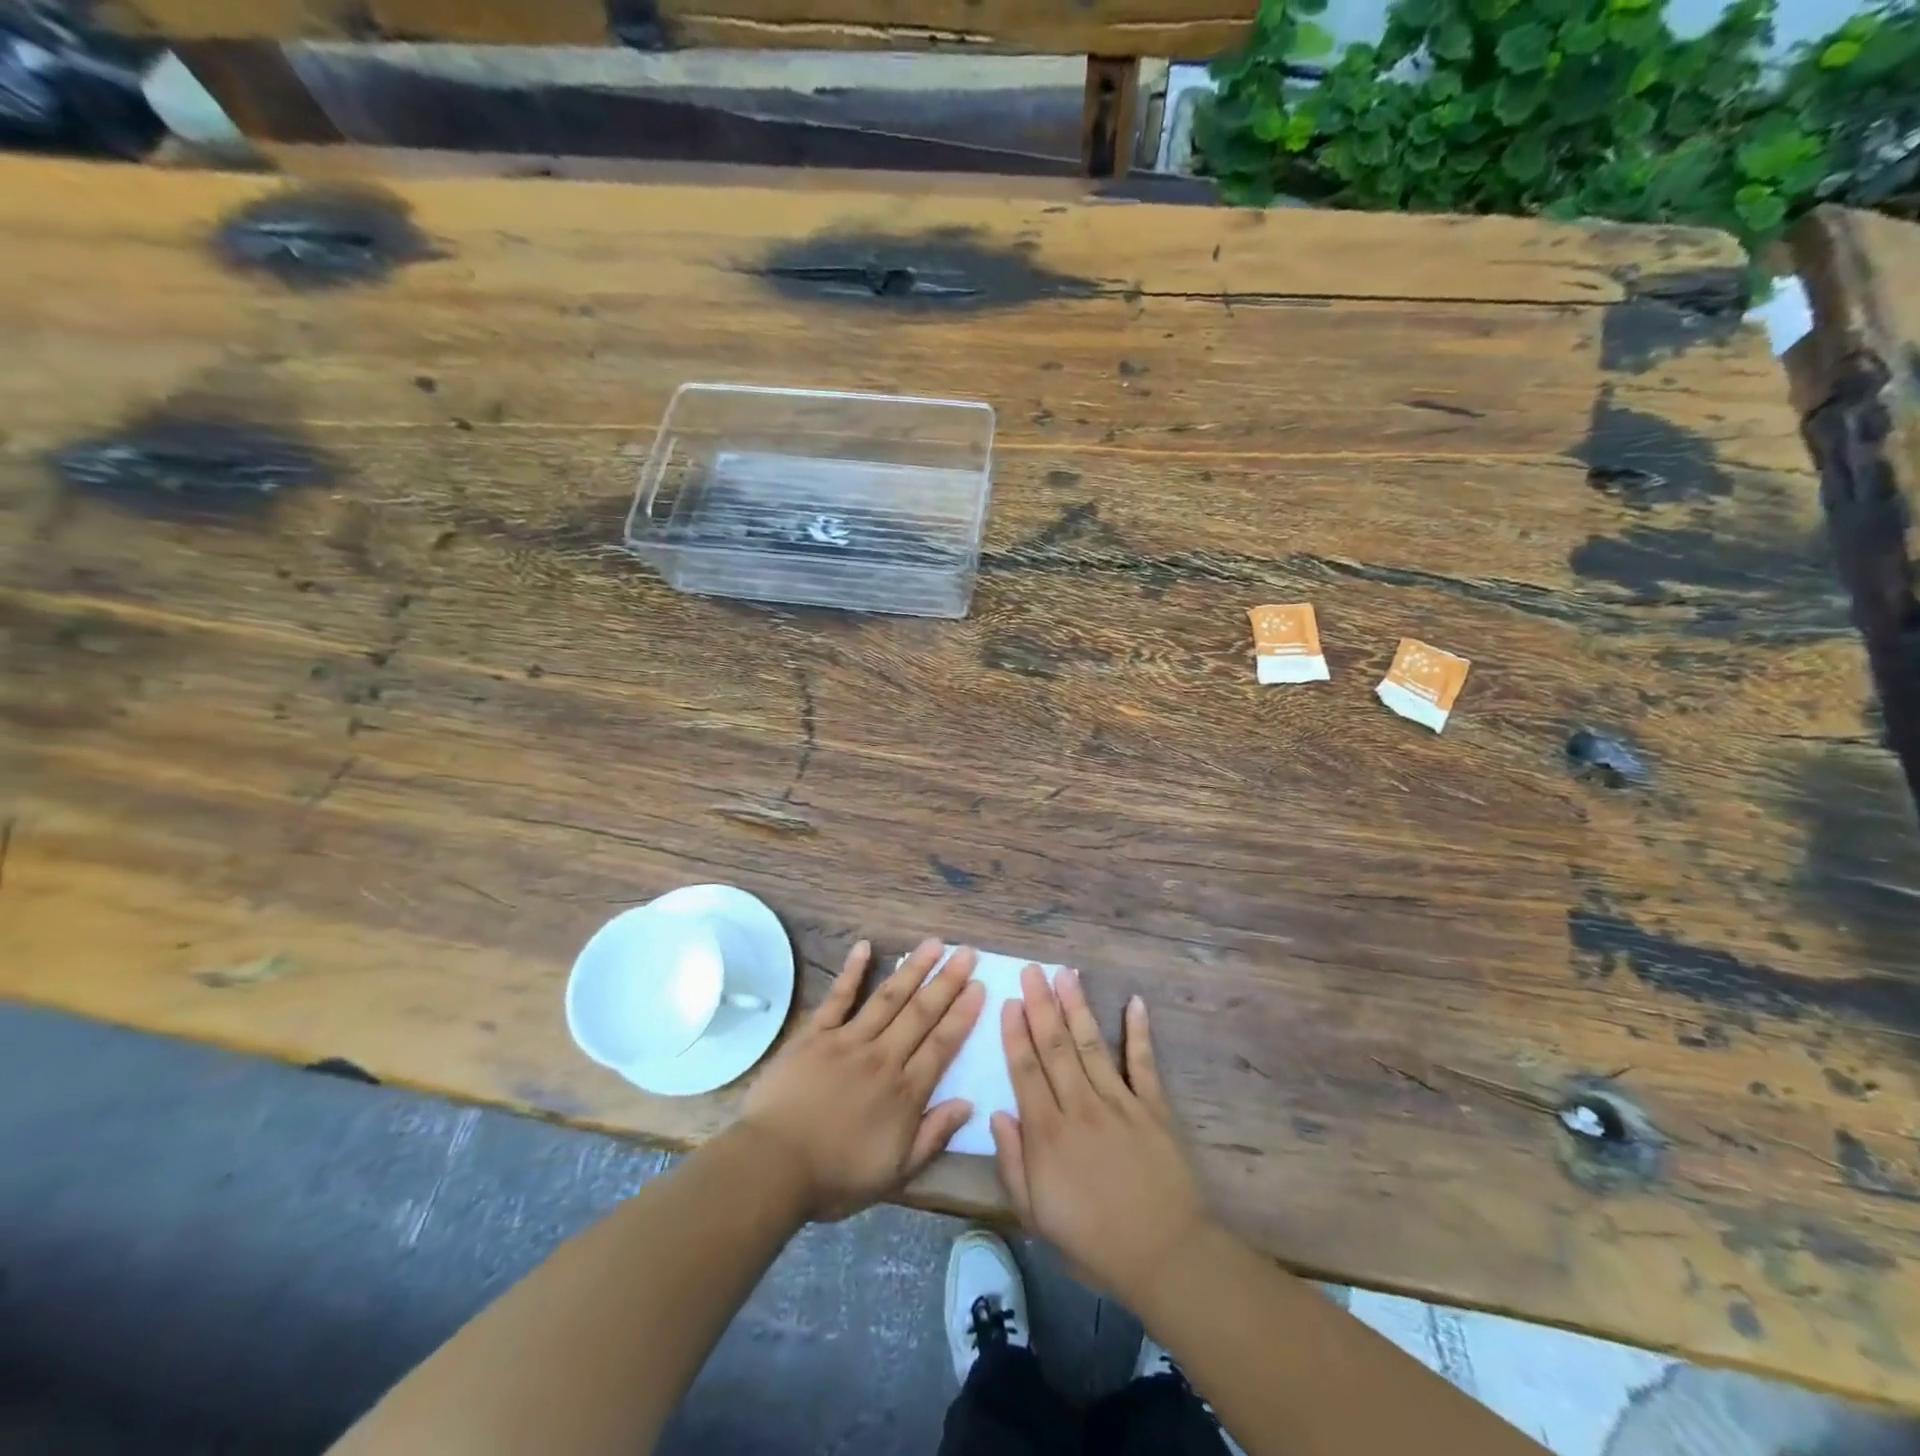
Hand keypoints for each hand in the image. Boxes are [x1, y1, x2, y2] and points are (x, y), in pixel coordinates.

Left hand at [739, 938, 983, 1222]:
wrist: (773, 1166)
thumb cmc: (835, 1176)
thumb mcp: (895, 1173)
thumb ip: (933, 1136)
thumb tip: (968, 1104)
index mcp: (905, 1091)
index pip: (942, 1044)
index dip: (963, 1014)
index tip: (980, 986)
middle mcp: (883, 1057)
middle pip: (920, 1013)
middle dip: (947, 981)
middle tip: (966, 952)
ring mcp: (848, 1040)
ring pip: (888, 997)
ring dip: (913, 968)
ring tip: (934, 943)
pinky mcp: (815, 1034)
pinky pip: (838, 997)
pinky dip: (852, 971)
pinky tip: (865, 947)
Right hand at [992, 965, 1211, 1305]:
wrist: (1163, 1257)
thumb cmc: (1092, 1241)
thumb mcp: (1035, 1216)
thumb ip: (1012, 1163)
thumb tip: (997, 1113)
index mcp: (1048, 1133)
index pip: (1026, 1070)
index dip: (1015, 1033)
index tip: (1008, 1001)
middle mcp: (1080, 1106)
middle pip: (1055, 1047)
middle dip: (1041, 1005)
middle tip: (1032, 969)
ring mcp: (1119, 1102)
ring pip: (1091, 1044)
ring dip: (1077, 1006)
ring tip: (1066, 973)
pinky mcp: (1153, 1107)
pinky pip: (1143, 1062)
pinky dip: (1139, 1031)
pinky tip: (1135, 1002)